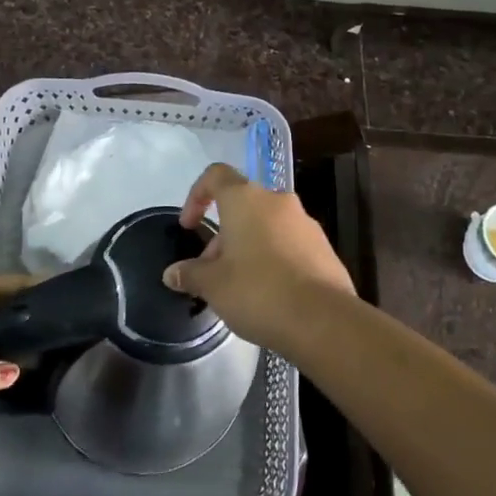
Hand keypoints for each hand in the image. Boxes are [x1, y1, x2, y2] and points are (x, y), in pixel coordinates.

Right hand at [162, 163, 355, 350]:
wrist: (323, 320)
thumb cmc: (258, 291)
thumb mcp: (213, 286)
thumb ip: (190, 274)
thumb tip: (172, 273)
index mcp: (246, 199)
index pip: (216, 176)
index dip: (197, 195)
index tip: (189, 226)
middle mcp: (277, 201)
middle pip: (242, 206)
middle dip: (223, 235)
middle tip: (211, 271)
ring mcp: (305, 223)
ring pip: (266, 225)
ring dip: (248, 247)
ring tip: (238, 286)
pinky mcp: (324, 247)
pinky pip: (289, 244)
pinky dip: (273, 259)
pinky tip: (269, 294)